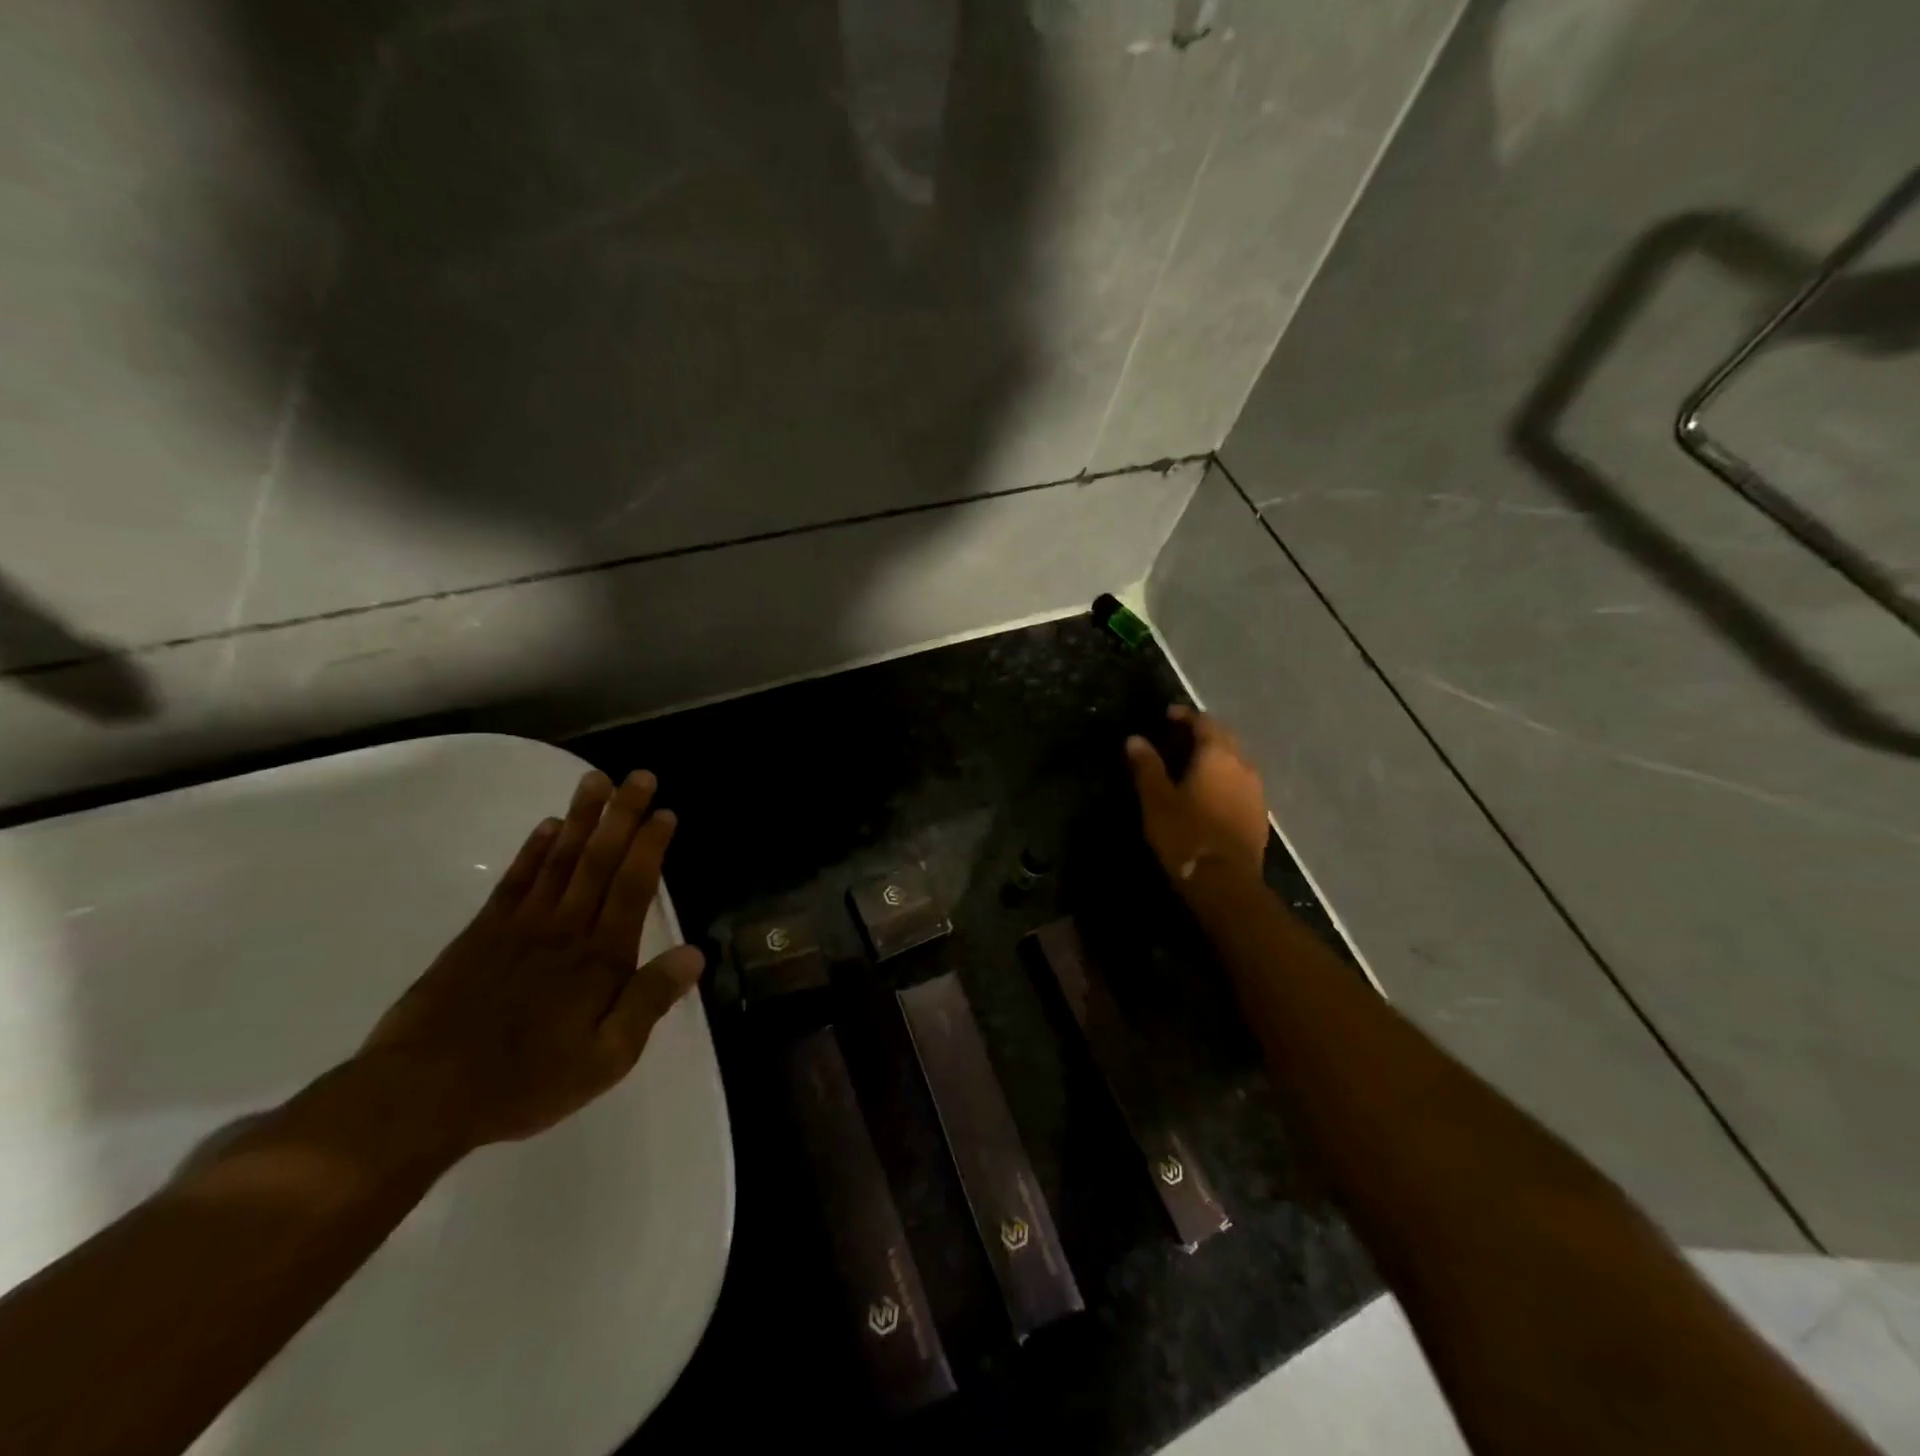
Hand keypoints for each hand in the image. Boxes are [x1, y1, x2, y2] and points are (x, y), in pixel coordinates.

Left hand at [360, 768, 703, 1152]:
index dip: (650, 847)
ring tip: (596, 781)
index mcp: (600, 959)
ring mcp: (520, 927)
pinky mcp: (480, 935)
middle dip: (621, 815)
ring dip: (581, 819)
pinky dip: (533, 851)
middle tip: (638, 776)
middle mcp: (565, 930)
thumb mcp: (606, 1059)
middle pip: (599, 861)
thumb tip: (694, 954)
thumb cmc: (525, 1082)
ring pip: (559, 860)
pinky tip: (547, 827)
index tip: (664, 811)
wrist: (421, 1096)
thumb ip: (649, 1002)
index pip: (633, 888)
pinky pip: (515, 882)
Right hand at [1127, 705, 1268, 881]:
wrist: (1225, 882)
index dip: (1186, 715)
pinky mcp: (1260, 814)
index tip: (1168, 715)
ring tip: (1194, 764)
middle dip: (1204, 732)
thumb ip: (1147, 767)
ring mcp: (1256, 791)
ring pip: (1237, 761)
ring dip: (1217, 756)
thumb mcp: (1157, 800)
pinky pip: (1242, 784)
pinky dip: (1226, 778)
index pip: (1204, 722)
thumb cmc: (1185, 834)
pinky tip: (1211, 792)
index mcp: (1218, 755)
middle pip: (1225, 738)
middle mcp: (1243, 765)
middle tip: (1180, 736)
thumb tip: (1135, 739)